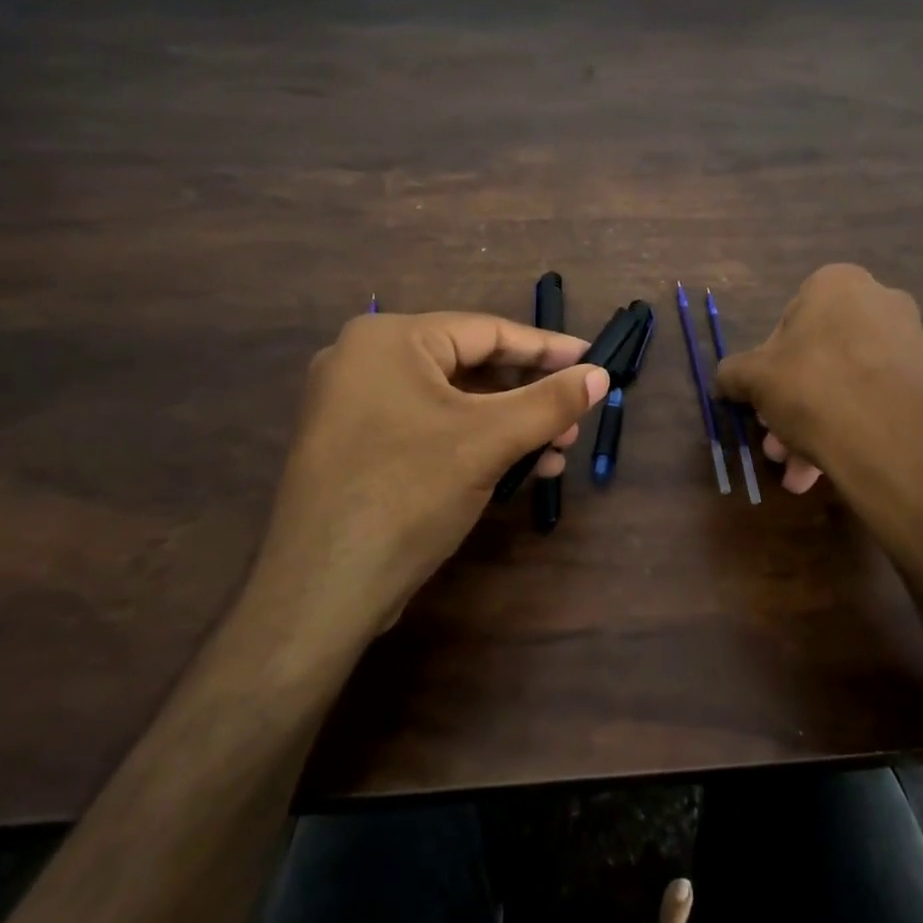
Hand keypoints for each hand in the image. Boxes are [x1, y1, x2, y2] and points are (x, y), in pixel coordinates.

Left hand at [245, 311, 608, 650]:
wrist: (321, 591)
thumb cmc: (407, 493)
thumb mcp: (488, 441)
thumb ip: (550, 402)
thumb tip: (601, 375)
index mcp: (388, 339)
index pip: (486, 331)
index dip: (546, 348)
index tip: (592, 359)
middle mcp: (366, 360)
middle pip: (470, 366)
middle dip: (528, 397)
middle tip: (575, 419)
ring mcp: (356, 405)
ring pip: (453, 402)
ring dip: (509, 425)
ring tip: (556, 452)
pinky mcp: (358, 446)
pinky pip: (430, 428)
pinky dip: (475, 444)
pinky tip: (520, 468)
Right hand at [714, 264, 922, 537]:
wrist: (898, 446)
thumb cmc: (815, 390)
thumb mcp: (755, 379)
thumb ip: (733, 373)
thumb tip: (724, 380)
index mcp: (836, 284)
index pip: (787, 321)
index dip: (767, 365)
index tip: (761, 399)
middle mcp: (879, 302)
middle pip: (816, 358)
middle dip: (789, 405)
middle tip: (774, 443)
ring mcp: (909, 342)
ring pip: (843, 384)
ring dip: (811, 425)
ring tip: (797, 472)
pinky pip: (873, 400)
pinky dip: (847, 429)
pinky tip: (826, 469)